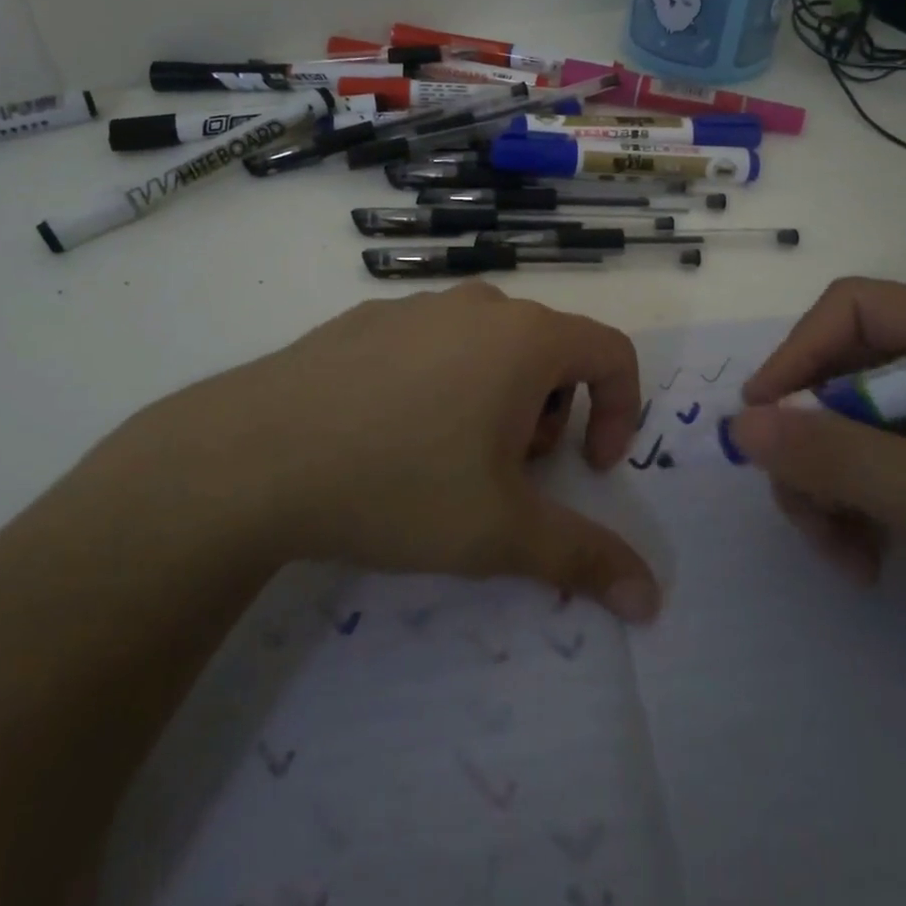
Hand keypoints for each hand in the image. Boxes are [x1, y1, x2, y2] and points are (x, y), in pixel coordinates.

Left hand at [112, 282, 660, 622]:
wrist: (254, 455)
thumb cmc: (399, 483)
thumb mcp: (499, 533)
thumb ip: (583, 559)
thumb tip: (650, 599)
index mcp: (524, 338)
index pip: (612, 351)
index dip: (621, 410)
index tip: (590, 468)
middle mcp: (478, 306)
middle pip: (549, 350)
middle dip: (551, 413)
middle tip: (509, 471)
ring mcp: (417, 305)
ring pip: (489, 345)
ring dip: (497, 397)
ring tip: (450, 456)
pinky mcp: (366, 317)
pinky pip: (432, 342)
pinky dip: (442, 381)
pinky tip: (390, 433)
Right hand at [729, 277, 905, 692]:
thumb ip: (836, 456)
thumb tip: (739, 425)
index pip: (852, 309)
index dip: (798, 354)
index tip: (759, 418)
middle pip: (836, 373)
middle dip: (808, 442)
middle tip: (800, 504)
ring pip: (837, 427)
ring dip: (821, 487)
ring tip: (838, 550)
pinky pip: (859, 469)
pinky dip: (845, 511)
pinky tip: (862, 561)